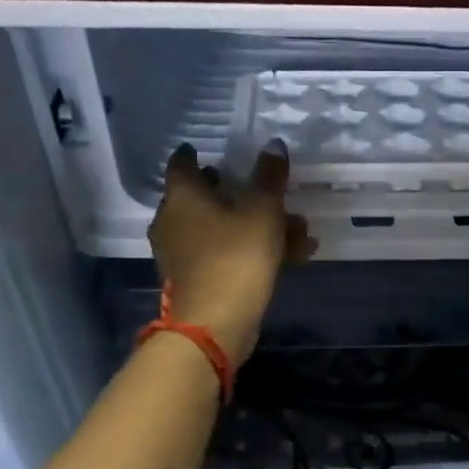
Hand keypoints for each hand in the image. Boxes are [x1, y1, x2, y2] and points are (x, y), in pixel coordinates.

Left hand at [148, 143, 312, 360]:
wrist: (214, 323)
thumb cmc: (235, 257)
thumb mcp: (262, 212)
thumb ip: (269, 177)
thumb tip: (273, 144)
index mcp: (182, 196)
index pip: (182, 163)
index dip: (196, 154)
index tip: (211, 150)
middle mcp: (173, 221)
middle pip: (203, 197)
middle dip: (235, 192)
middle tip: (261, 188)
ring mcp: (180, 253)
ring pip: (220, 228)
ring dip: (253, 225)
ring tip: (295, 229)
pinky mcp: (195, 279)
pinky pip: (224, 253)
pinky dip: (250, 250)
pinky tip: (291, 257)